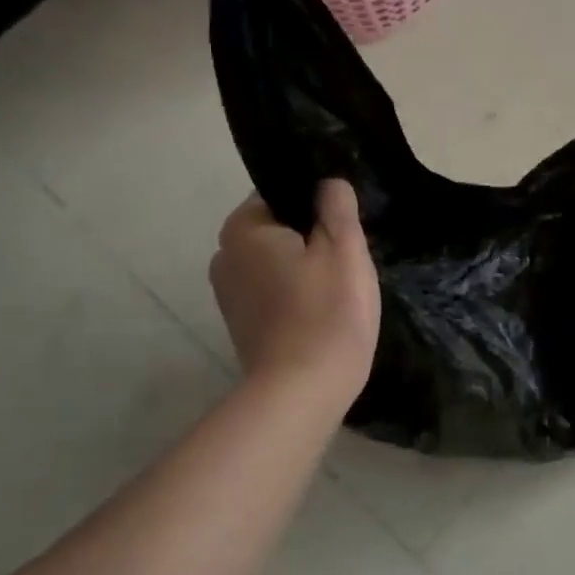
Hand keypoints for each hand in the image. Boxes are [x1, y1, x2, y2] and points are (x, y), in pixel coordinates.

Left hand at [209, 179, 380, 403]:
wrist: (303, 391)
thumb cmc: (326, 312)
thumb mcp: (344, 247)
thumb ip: (336, 205)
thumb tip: (328, 182)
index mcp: (242, 229)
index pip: (280, 193)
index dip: (317, 203)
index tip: (345, 224)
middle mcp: (224, 256)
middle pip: (278, 229)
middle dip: (312, 237)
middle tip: (350, 257)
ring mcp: (229, 295)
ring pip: (278, 262)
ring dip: (306, 267)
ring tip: (341, 286)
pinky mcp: (242, 325)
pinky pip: (274, 291)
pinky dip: (297, 293)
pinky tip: (324, 310)